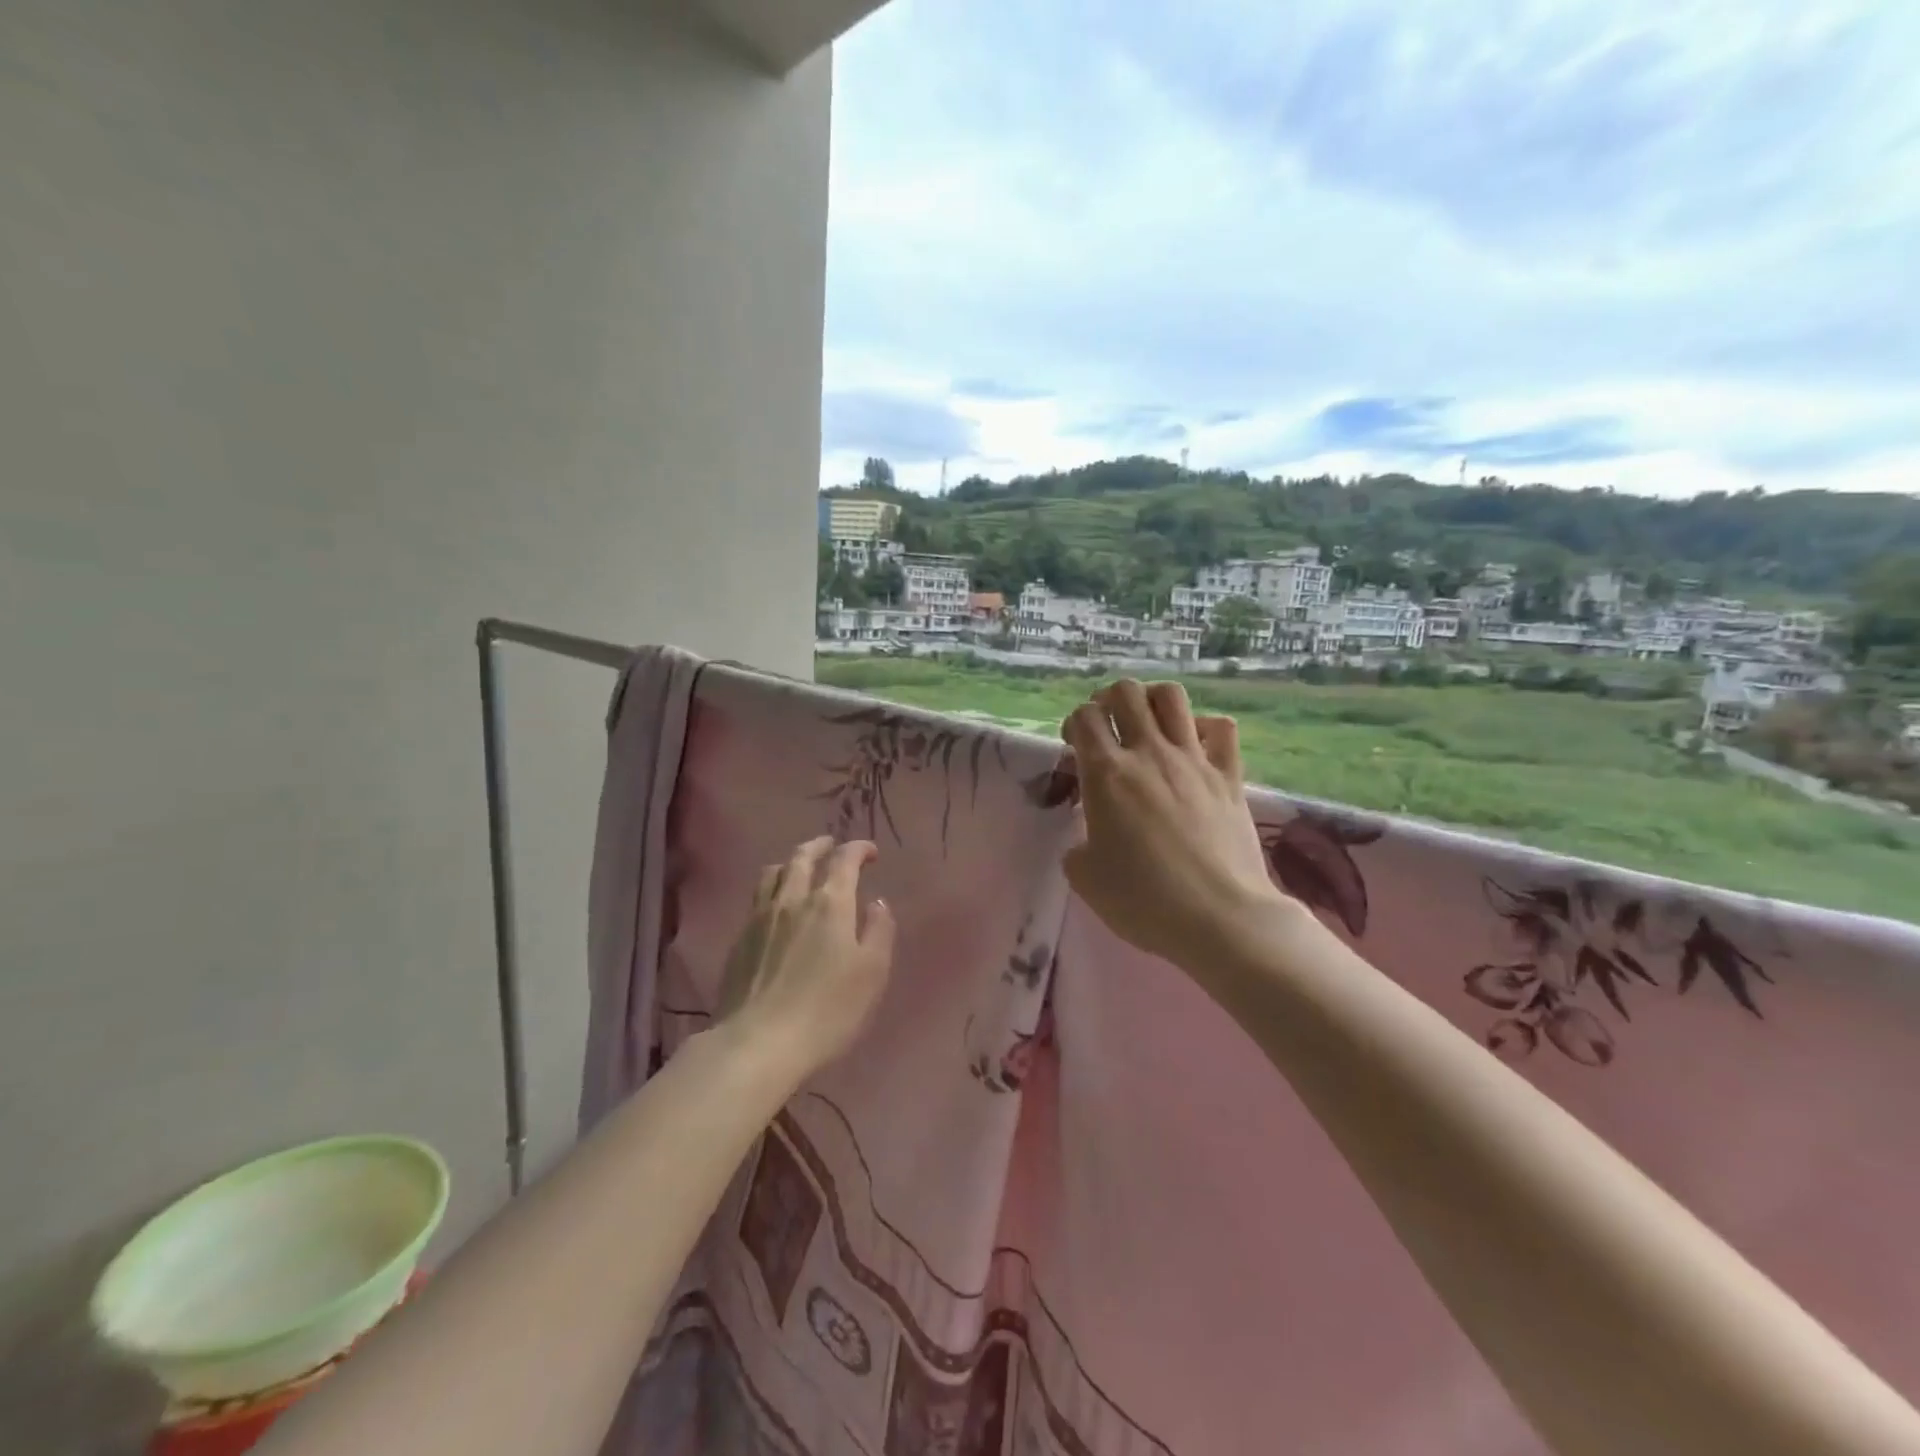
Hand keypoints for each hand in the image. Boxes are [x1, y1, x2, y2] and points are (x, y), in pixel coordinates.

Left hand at [716, 836, 896, 1077]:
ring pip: (774, 872)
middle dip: (820, 845)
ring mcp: (761, 917)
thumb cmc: (827, 1009)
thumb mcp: (872, 972)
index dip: (858, 849)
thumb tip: (877, 903)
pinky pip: (757, 897)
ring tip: (800, 868)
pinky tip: (777, 905)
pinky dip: (773, 887)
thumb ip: (879, 931)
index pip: (844, 860)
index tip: (870, 852)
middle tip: (832, 845)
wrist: (758, 1043)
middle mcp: (793, 899)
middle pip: (802, 857)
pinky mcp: (740, 939)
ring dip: (791, 862)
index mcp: (830, 903)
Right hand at [1062, 681, 1289, 971]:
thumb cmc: (1143, 900)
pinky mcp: (1229, 776)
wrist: (1219, 918)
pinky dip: (1205, 728)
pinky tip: (1196, 746)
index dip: (1074, 724)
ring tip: (1148, 724)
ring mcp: (1194, 760)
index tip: (1075, 748)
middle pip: (1126, 692)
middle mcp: (1149, 754)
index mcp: (1106, 774)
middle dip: (1109, 700)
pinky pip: (1221, 728)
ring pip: (1172, 697)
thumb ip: (1078, 846)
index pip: (1084, 717)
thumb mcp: (1085, 878)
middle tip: (1108, 727)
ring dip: (1152, 701)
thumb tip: (1088, 839)